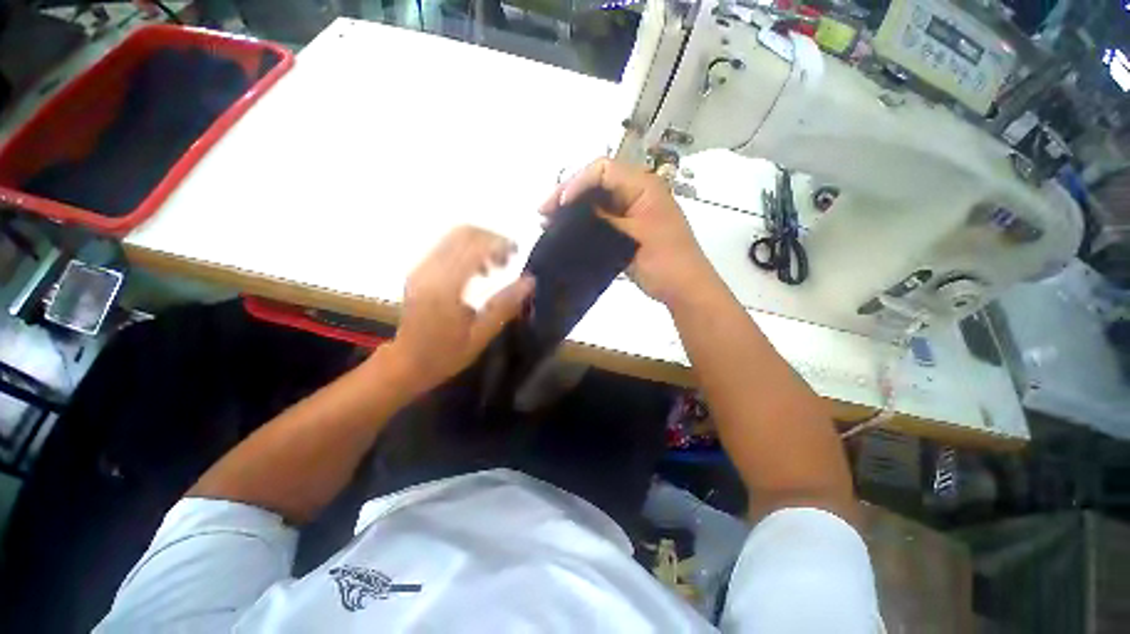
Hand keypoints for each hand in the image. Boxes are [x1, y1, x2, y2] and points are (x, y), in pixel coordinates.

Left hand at [385, 226, 533, 390]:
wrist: (404, 363)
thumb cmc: (445, 354)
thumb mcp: (480, 335)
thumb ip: (504, 305)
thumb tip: (529, 281)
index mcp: (445, 286)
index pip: (474, 246)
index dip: (499, 243)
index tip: (517, 254)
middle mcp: (429, 269)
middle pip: (463, 232)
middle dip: (491, 239)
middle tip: (508, 259)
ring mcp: (421, 267)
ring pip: (454, 236)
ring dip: (480, 243)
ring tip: (496, 267)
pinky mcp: (419, 270)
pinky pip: (446, 246)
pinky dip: (468, 250)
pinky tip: (478, 270)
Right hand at [540, 158, 717, 306]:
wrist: (684, 289)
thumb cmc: (665, 261)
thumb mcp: (632, 238)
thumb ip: (603, 220)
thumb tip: (573, 209)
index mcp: (644, 186)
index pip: (602, 170)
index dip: (577, 183)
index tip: (559, 206)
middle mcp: (637, 193)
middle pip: (596, 183)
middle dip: (569, 196)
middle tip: (544, 213)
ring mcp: (632, 212)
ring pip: (597, 202)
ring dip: (573, 211)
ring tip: (549, 224)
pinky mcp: (626, 230)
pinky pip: (601, 220)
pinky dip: (584, 225)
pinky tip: (567, 234)